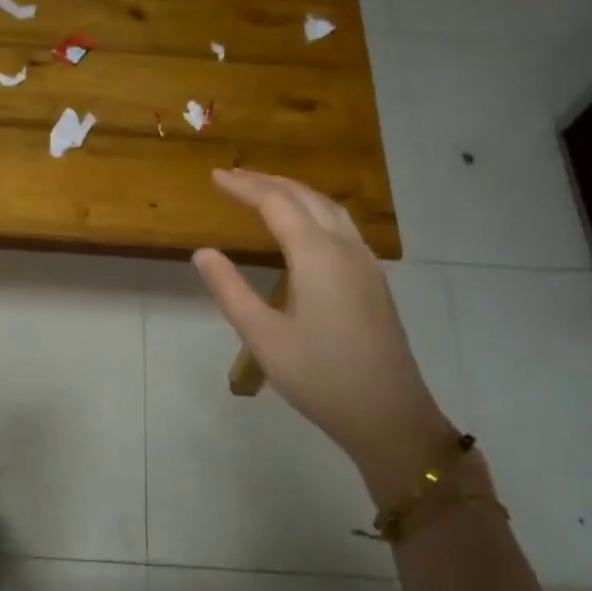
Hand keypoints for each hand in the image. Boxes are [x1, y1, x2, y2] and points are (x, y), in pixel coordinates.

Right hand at [193, 169, 460, 505]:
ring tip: (265, 191)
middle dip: (268, 182)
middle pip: (306, 197)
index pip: (276, 203)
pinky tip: (304, 227)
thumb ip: (230, 290)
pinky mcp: (373, 280)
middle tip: (233, 178)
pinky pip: (342, 225)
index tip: (215, 177)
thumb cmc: (319, 376)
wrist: (388, 413)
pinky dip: (314, 210)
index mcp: (317, 255)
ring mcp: (365, 263)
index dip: (244, 186)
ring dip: (295, 192)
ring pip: (330, 208)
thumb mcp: (262, 336)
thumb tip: (203, 253)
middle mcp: (345, 248)